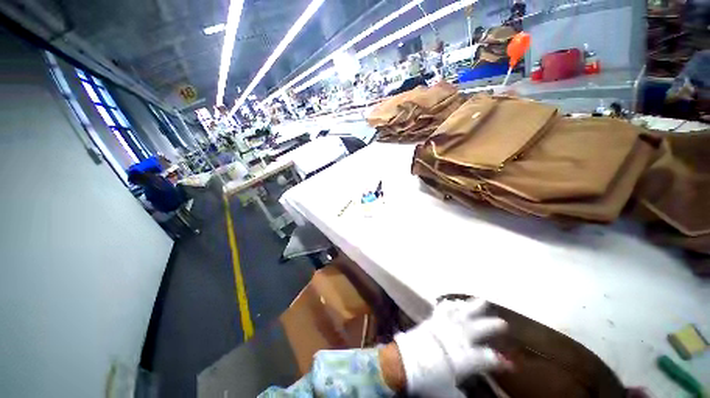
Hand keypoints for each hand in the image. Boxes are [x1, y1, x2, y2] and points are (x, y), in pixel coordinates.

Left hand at [393, 299, 507, 394]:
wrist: (404, 362)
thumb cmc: (427, 379)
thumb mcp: (447, 393)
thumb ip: (460, 394)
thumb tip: (467, 397)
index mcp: (464, 358)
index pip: (487, 359)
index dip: (500, 362)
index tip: (511, 365)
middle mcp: (457, 338)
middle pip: (477, 329)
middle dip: (491, 326)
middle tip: (503, 323)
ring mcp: (443, 326)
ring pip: (461, 313)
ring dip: (472, 307)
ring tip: (482, 300)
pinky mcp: (432, 320)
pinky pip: (444, 310)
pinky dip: (451, 305)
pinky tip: (455, 301)